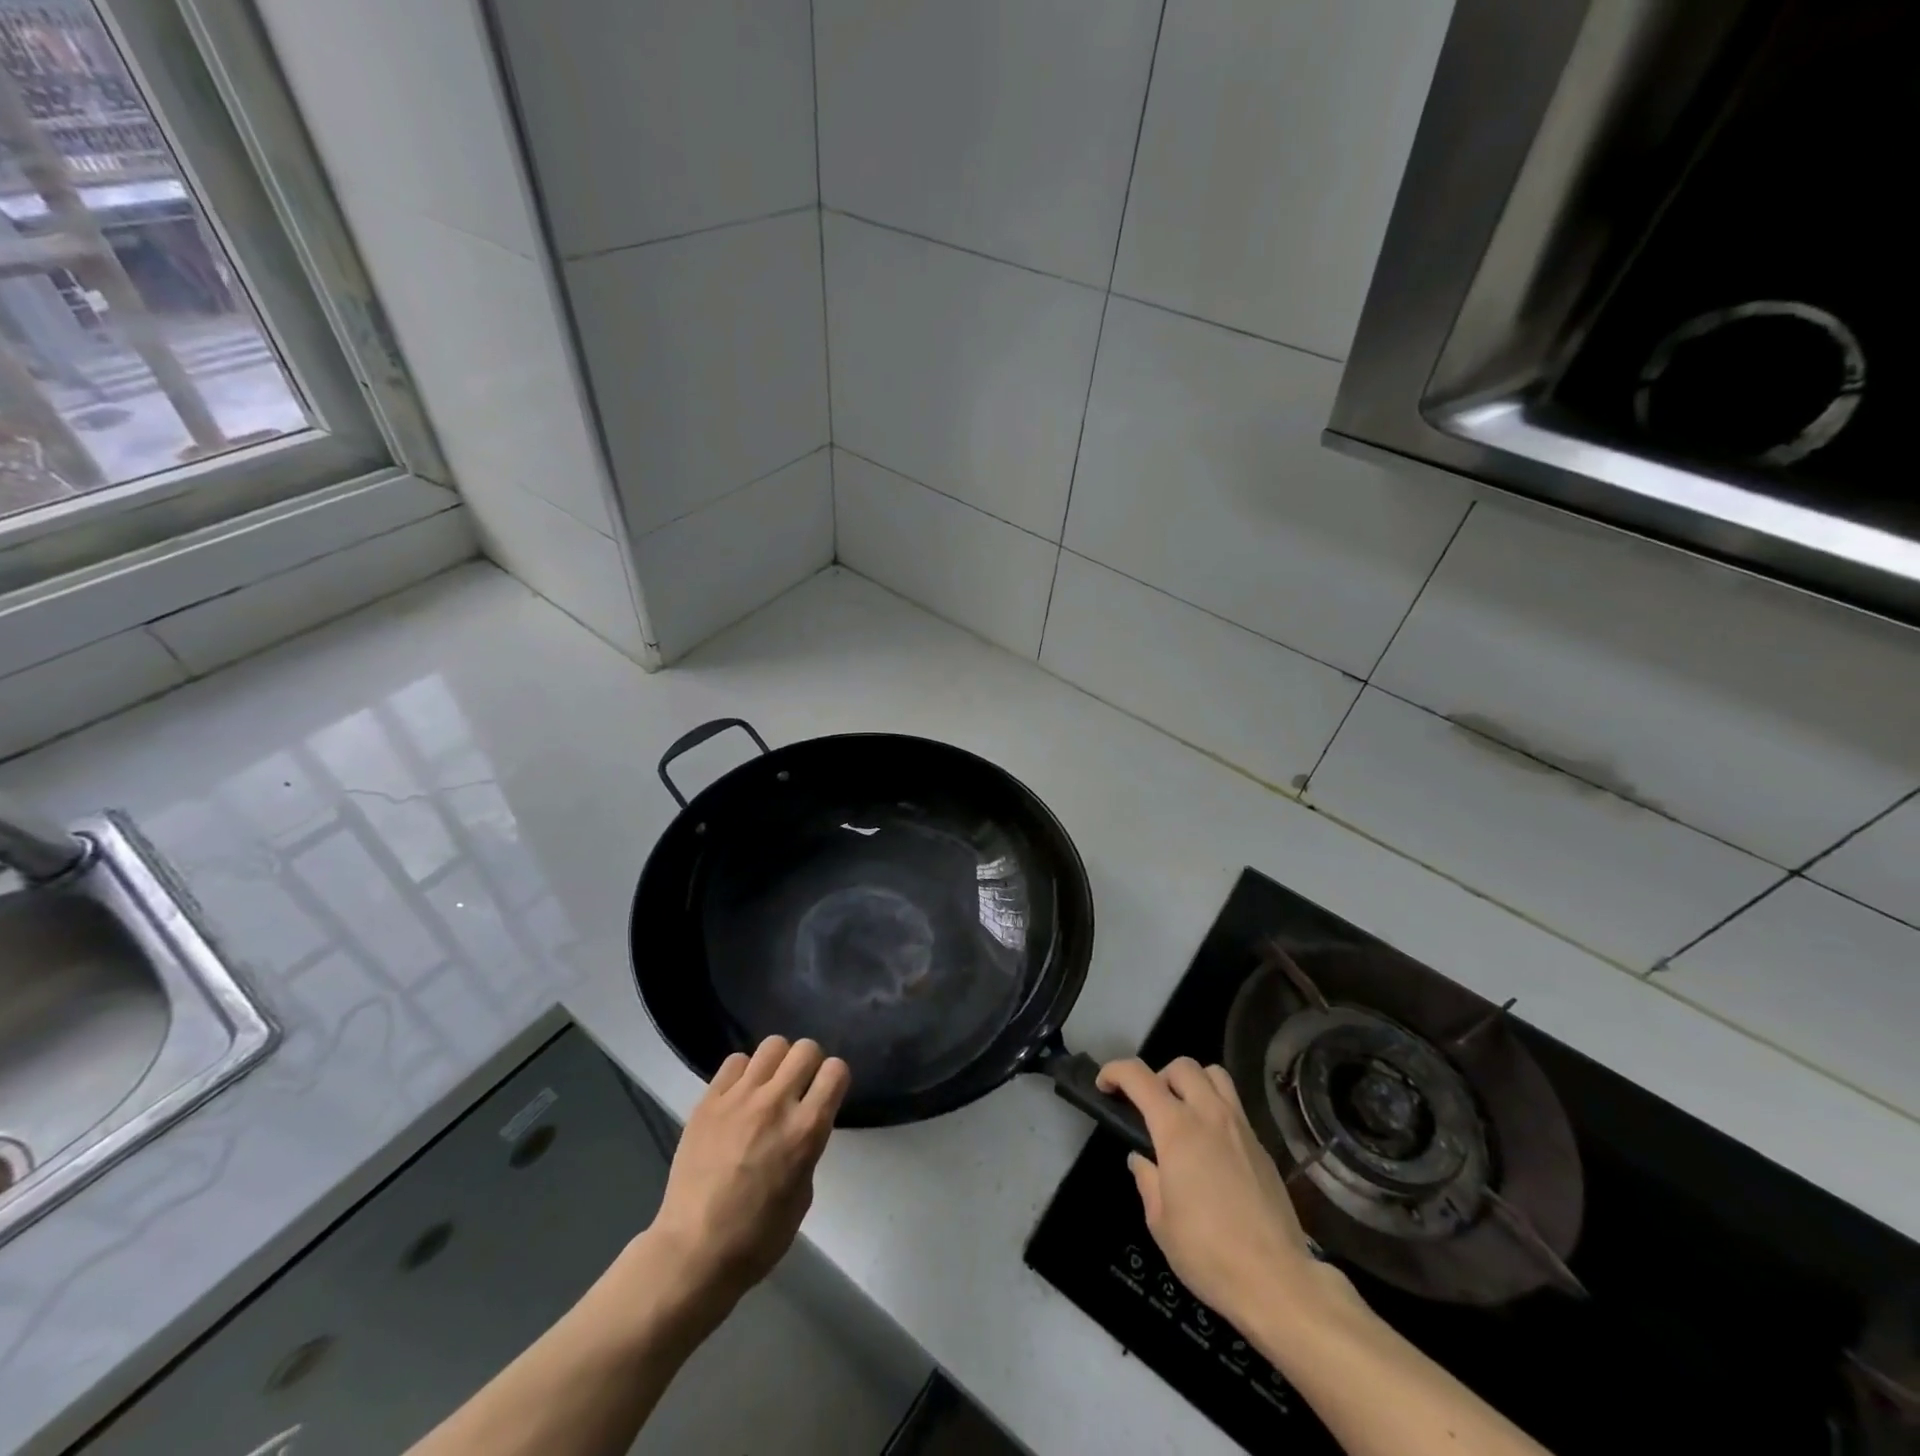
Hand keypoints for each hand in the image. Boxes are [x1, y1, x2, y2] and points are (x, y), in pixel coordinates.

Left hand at [642, 1037, 849, 1312]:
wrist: (692, 1252)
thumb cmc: (757, 1238)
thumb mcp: (803, 1194)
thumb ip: (807, 1147)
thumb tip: (801, 1126)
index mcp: (806, 1130)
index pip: (836, 1070)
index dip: (835, 1079)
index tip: (827, 1093)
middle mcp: (776, 1103)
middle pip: (806, 1048)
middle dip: (809, 1064)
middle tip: (799, 1088)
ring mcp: (739, 1098)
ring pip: (772, 1045)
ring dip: (777, 1063)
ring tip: (768, 1087)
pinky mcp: (709, 1101)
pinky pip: (735, 1062)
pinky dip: (743, 1073)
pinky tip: (739, 1097)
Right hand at [1098, 1057, 1346, 1330]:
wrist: (1277, 1281)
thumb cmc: (1208, 1253)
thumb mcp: (1160, 1222)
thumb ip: (1147, 1180)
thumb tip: (1143, 1160)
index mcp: (1177, 1129)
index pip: (1139, 1077)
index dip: (1115, 1072)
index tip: (1104, 1086)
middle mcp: (1210, 1116)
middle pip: (1182, 1066)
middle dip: (1158, 1076)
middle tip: (1150, 1108)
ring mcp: (1241, 1128)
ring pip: (1215, 1076)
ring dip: (1193, 1083)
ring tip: (1183, 1114)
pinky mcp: (1263, 1148)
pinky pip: (1235, 1108)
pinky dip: (1216, 1111)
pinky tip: (1212, 1148)